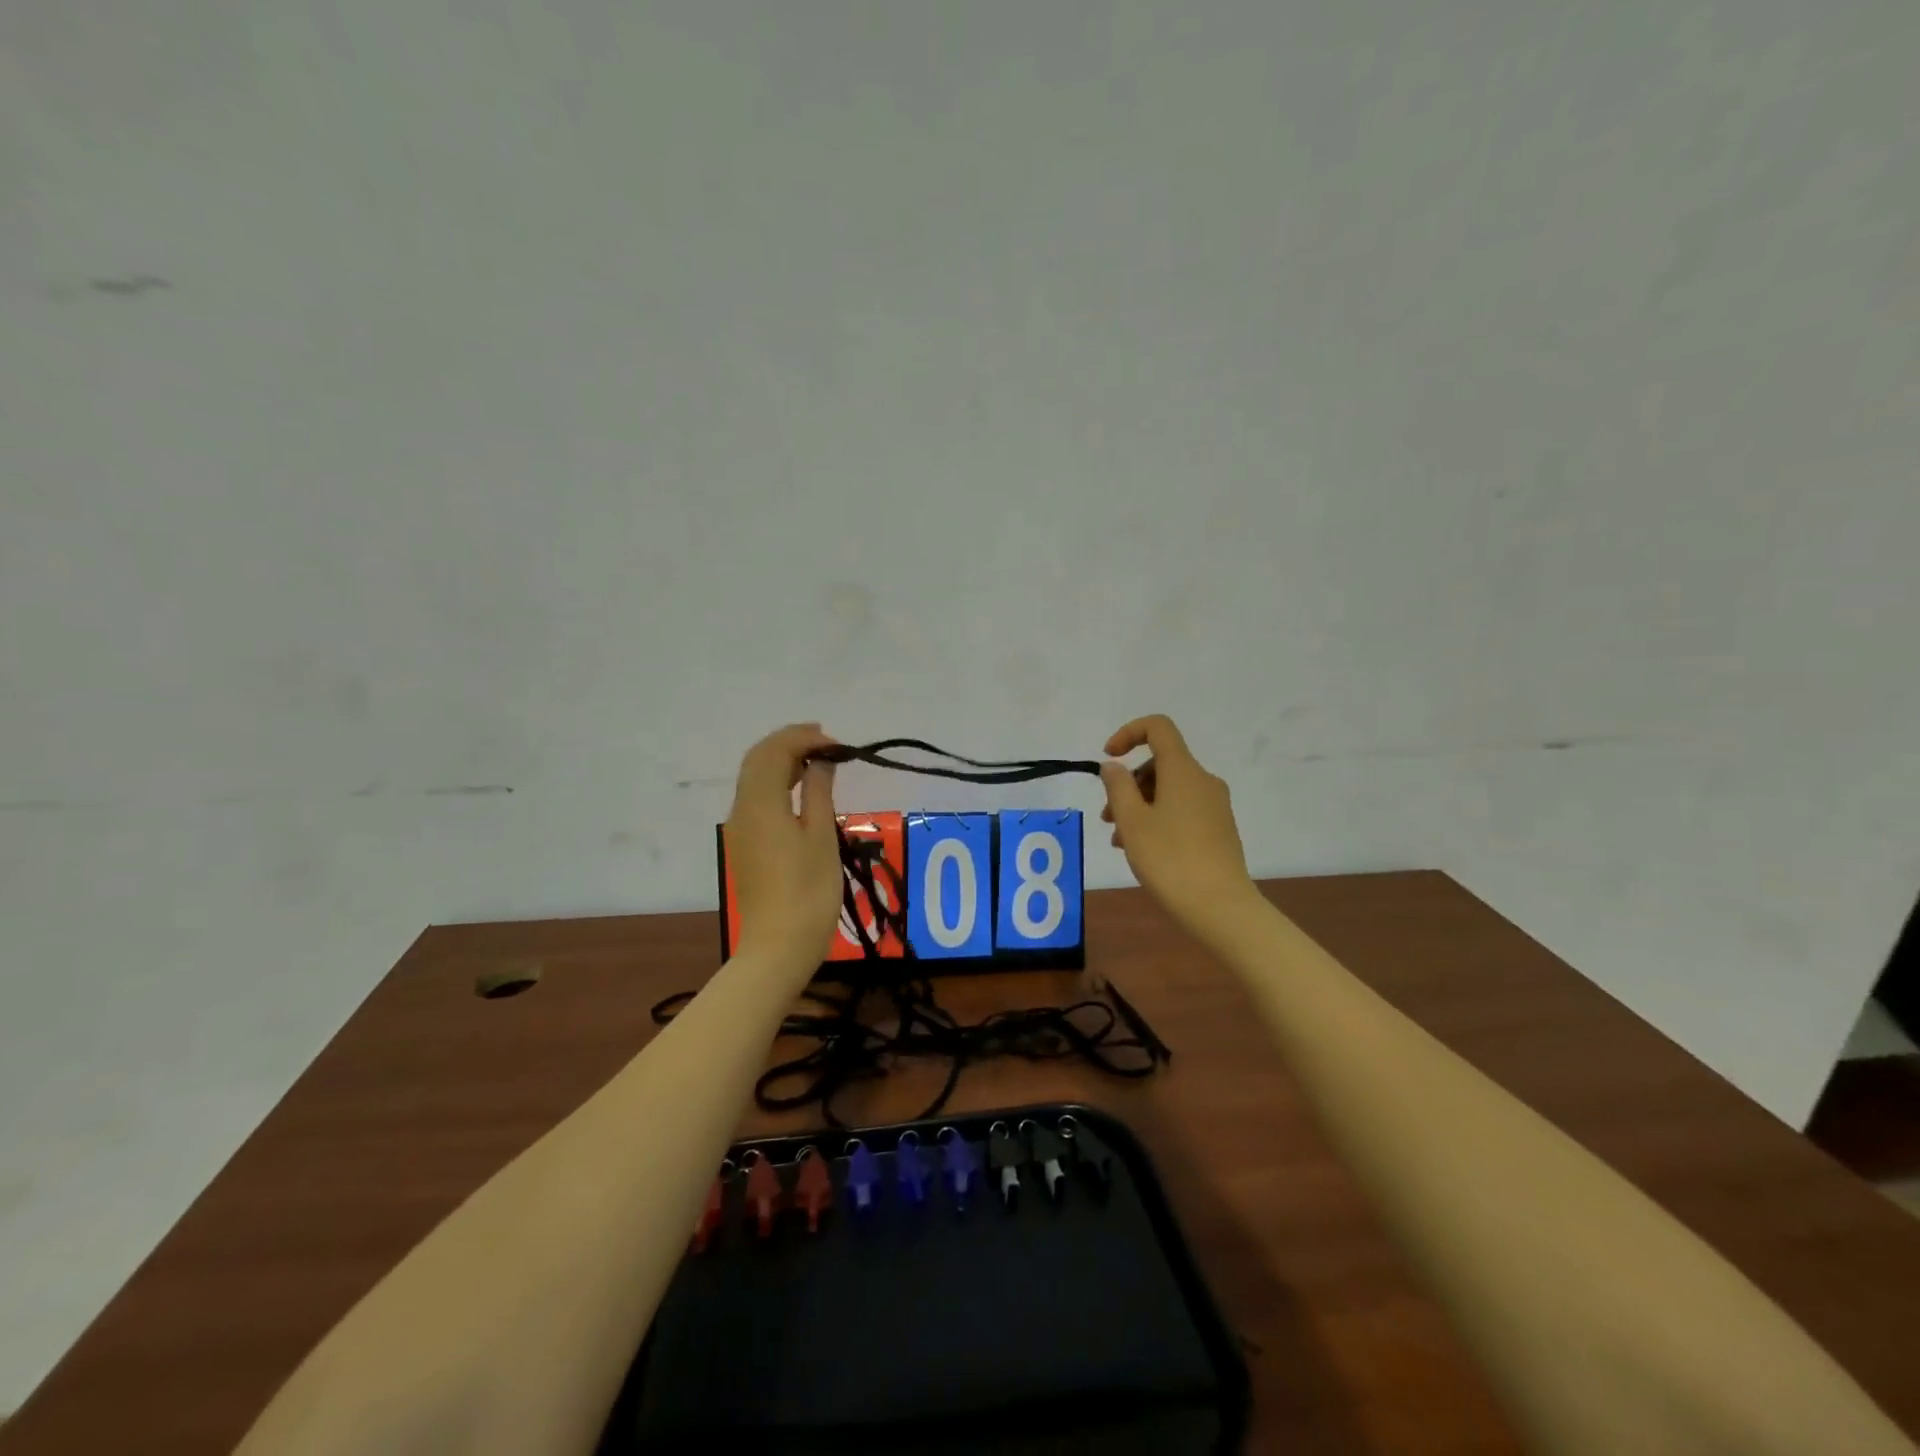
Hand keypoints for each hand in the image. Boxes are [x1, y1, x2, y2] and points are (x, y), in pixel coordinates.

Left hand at [724, 723, 842, 966]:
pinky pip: (755, 797)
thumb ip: (819, 791)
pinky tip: (800, 789)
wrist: (778, 945)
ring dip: (781, 760)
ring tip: (817, 758)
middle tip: (826, 740)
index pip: (775, 751)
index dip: (805, 738)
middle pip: (758, 759)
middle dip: (789, 742)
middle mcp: (742, 809)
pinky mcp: (746, 844)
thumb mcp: (821, 836)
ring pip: (753, 777)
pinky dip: (776, 781)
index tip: (838, 744)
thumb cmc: (808, 891)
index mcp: (761, 803)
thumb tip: (821, 761)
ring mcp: (740, 828)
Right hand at [1100, 715, 1256, 943]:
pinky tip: (1143, 850)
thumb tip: (1114, 765)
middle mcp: (1203, 780)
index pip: (1158, 728)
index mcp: (1183, 770)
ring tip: (1120, 841)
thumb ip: (1118, 787)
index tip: (1108, 758)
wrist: (1220, 908)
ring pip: (1169, 791)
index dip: (1129, 733)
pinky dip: (1158, 819)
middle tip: (1108, 818)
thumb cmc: (1170, 859)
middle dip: (1129, 784)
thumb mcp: (1132, 822)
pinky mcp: (1219, 829)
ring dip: (1140, 806)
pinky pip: (1182, 810)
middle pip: (1160, 764)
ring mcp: (1215, 806)